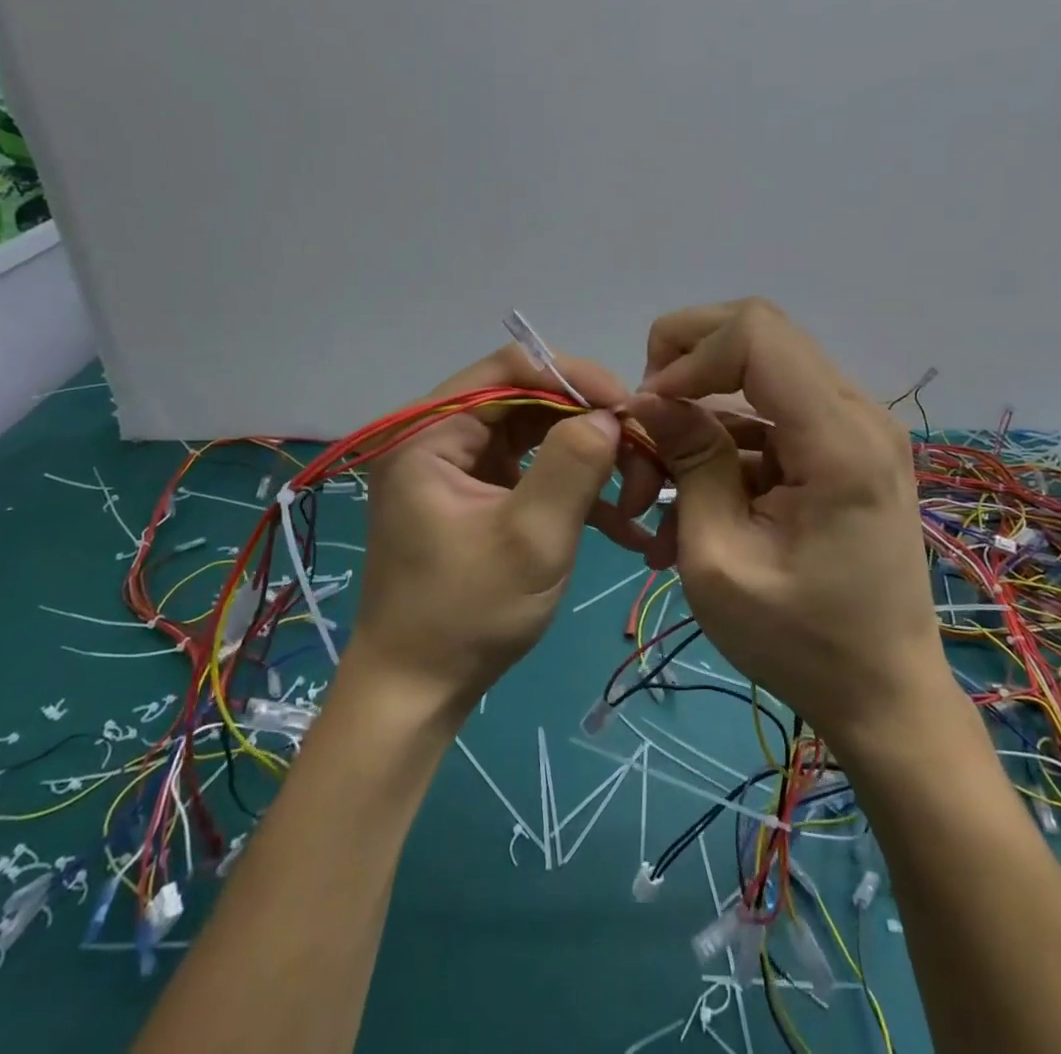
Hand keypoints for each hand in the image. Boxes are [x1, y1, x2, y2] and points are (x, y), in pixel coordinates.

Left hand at [348, 344, 636, 719]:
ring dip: (591, 459)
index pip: (511, 369)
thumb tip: (609, 415)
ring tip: (640, 493)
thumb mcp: (531, 539)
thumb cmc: (466, 616)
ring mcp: (458, 466)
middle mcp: (438, 435)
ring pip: (539, 433)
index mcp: (430, 431)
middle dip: (590, 424)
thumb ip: (572, 465)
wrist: (417, 692)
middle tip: (643, 455)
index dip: (575, 377)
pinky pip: (533, 470)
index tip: (628, 409)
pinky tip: (621, 524)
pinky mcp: (478, 494)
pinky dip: (574, 489)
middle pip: (529, 398)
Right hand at [622, 300, 947, 754]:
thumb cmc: (800, 643)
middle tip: (650, 423)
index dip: (689, 354)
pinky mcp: (845, 446)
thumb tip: (650, 398)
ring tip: (660, 484)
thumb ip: (689, 463)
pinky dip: (724, 438)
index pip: (756, 332)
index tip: (651, 410)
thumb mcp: (719, 559)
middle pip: (759, 333)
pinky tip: (695, 496)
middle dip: (687, 364)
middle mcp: (859, 414)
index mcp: (839, 440)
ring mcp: (857, 427)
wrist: (885, 696)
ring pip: (759, 370)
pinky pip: (772, 411)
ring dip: (700, 410)